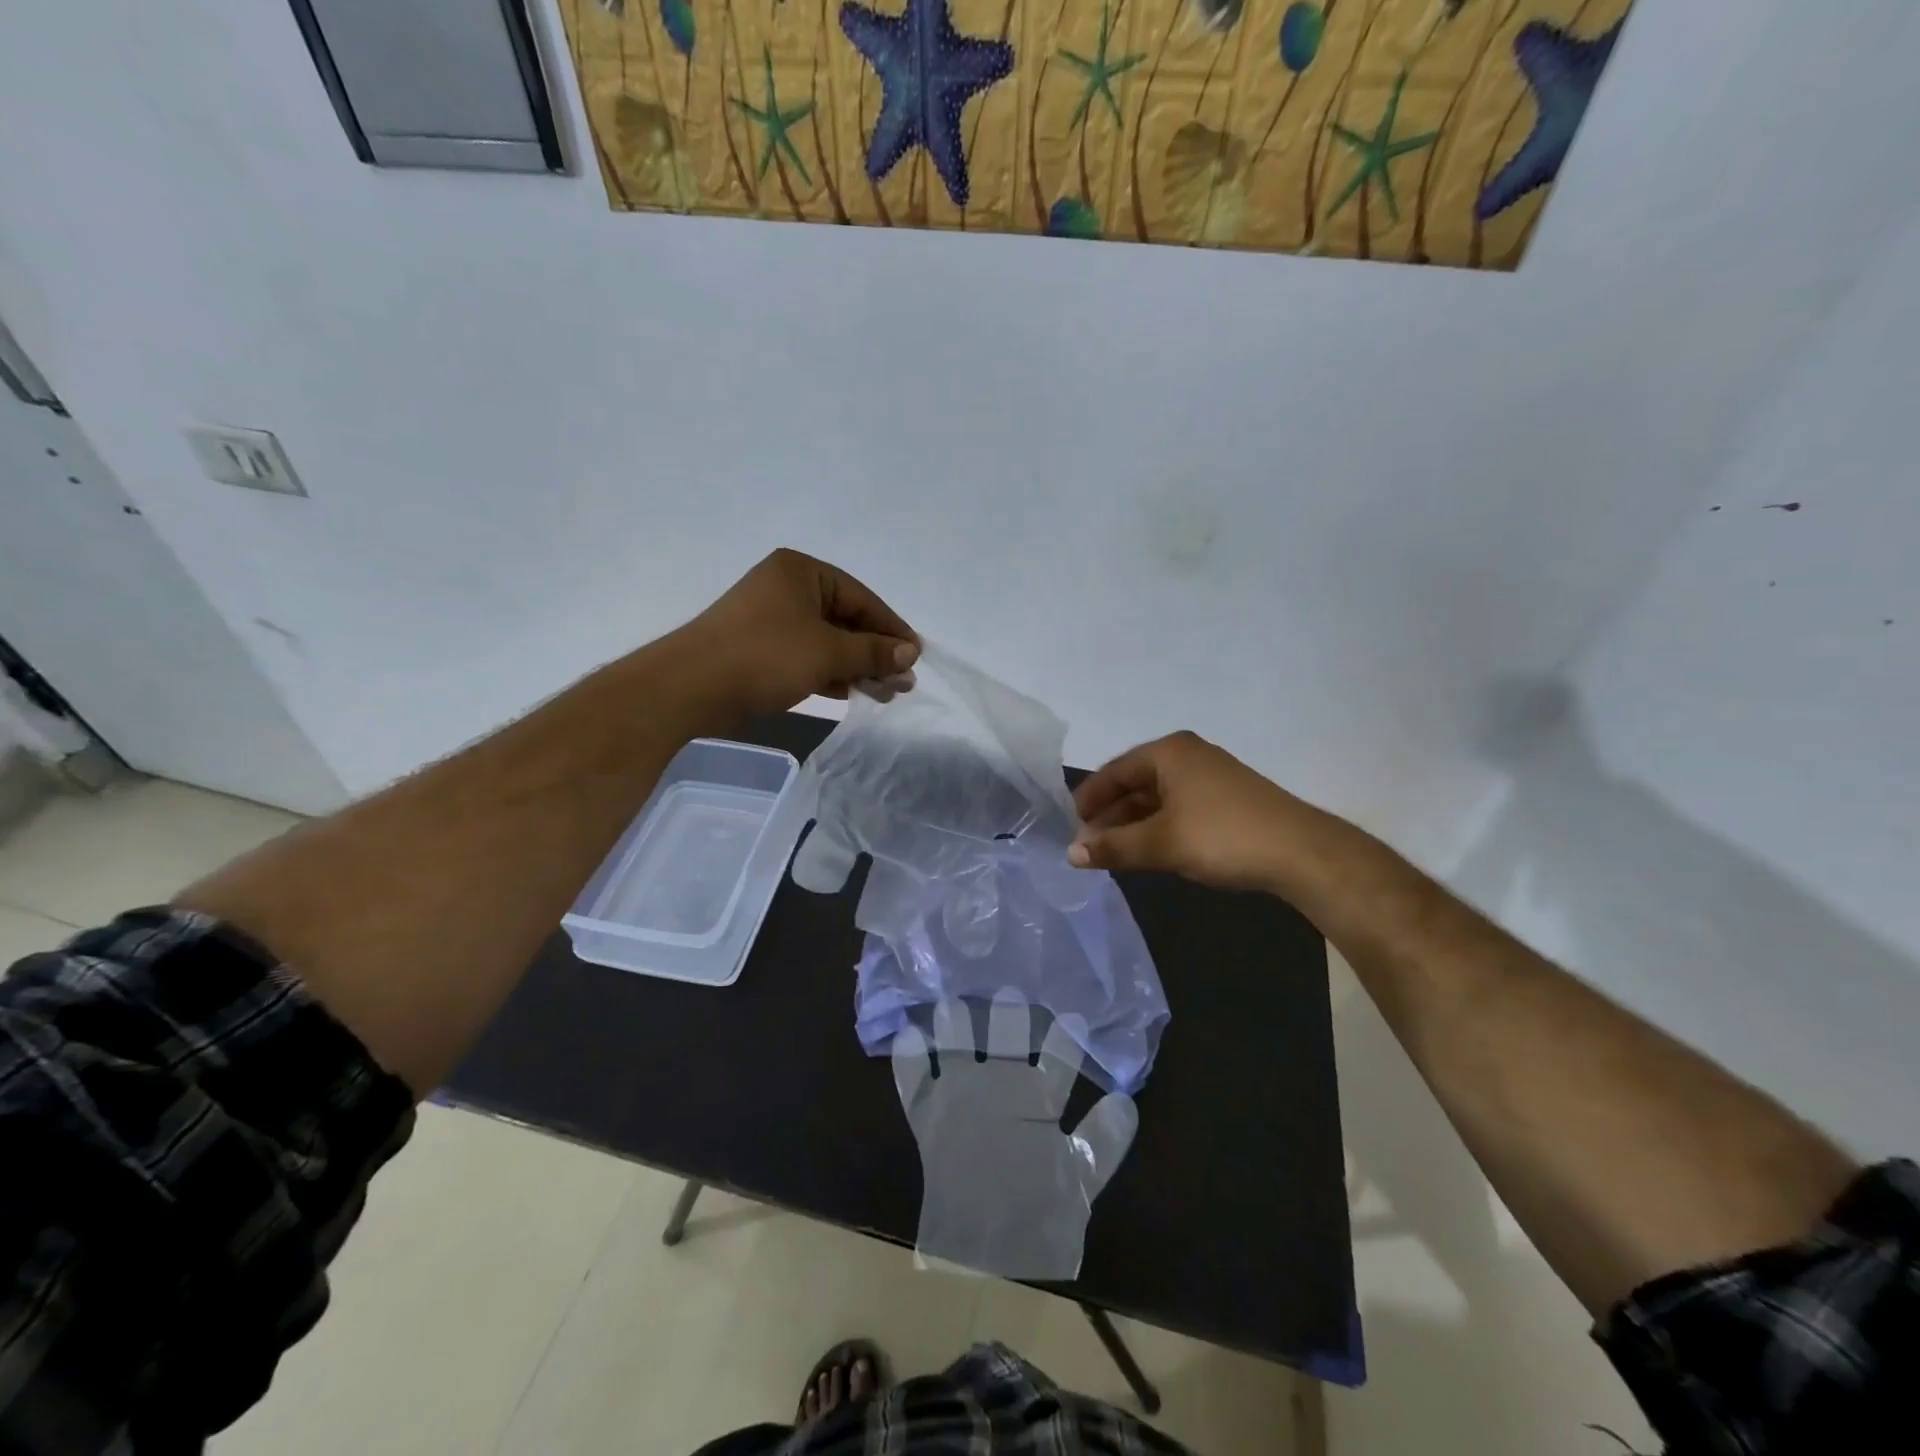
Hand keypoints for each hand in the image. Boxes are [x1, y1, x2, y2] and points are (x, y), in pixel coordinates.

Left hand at [676, 549, 918, 717]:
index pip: (861, 597)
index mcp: (802, 572)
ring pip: (827, 641)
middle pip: (846, 619)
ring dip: (856, 666)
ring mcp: (771, 619)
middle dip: (875, 652)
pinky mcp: (761, 649)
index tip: (916, 656)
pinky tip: (851, 692)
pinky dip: (830, 672)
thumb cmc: (765, 656)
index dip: (892, 628)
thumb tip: (911, 653)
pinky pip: (807, 656)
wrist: (692, 688)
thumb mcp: (828, 651)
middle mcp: (786, 588)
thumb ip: (873, 652)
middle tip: (903, 681)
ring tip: (885, 693)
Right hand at [1067, 731, 1333, 891]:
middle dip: (1110, 815)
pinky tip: (1150, 849)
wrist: (1302, 853)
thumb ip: (1113, 847)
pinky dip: (1158, 826)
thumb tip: (1070, 854)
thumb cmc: (1222, 837)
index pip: (1113, 772)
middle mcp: (1187, 755)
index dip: (1089, 800)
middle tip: (1089, 846)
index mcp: (1168, 752)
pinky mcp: (1226, 798)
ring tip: (1114, 852)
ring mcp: (1210, 775)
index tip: (1070, 827)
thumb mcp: (1161, 843)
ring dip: (1133, 824)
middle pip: (1134, 783)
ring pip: (1157, 797)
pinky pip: (1178, 807)